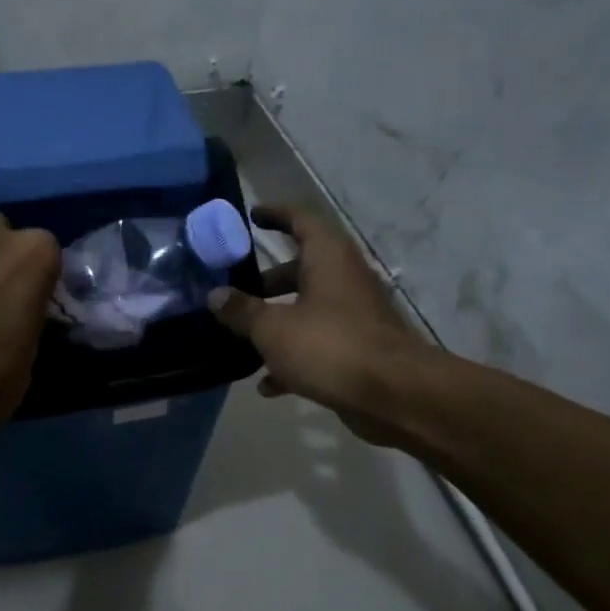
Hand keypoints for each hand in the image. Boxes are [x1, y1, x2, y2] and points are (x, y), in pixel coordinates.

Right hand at [208, 203, 441, 448]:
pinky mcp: (358, 350)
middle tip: (236, 291)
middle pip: (301, 269)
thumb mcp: (273, 328)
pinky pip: (318, 345)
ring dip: (277, 322)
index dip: (276, 214)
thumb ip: (242, 311)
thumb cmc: (329, 346)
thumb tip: (215, 295)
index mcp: (328, 259)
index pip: (302, 220)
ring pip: (308, 309)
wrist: (394, 396)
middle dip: (266, 282)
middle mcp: (344, 280)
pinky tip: (267, 385)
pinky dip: (293, 358)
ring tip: (242, 340)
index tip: (252, 216)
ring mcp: (354, 316)